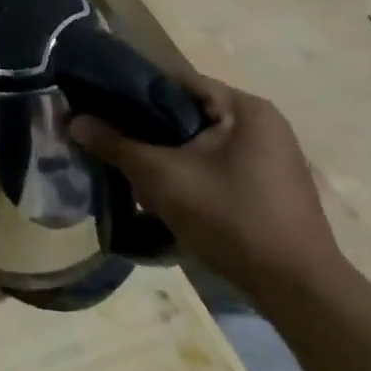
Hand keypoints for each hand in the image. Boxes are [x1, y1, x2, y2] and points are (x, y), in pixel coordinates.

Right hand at [68, 75, 344, 303]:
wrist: (296, 288)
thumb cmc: (229, 216)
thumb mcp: (161, 177)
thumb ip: (115, 144)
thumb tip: (74, 121)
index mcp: (245, 108)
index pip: (176, 82)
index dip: (133, 92)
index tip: (99, 107)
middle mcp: (264, 124)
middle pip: (188, 114)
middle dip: (148, 130)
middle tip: (112, 145)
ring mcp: (272, 158)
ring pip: (200, 143)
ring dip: (167, 156)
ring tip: (133, 174)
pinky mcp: (271, 188)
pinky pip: (217, 166)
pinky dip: (190, 174)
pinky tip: (168, 197)